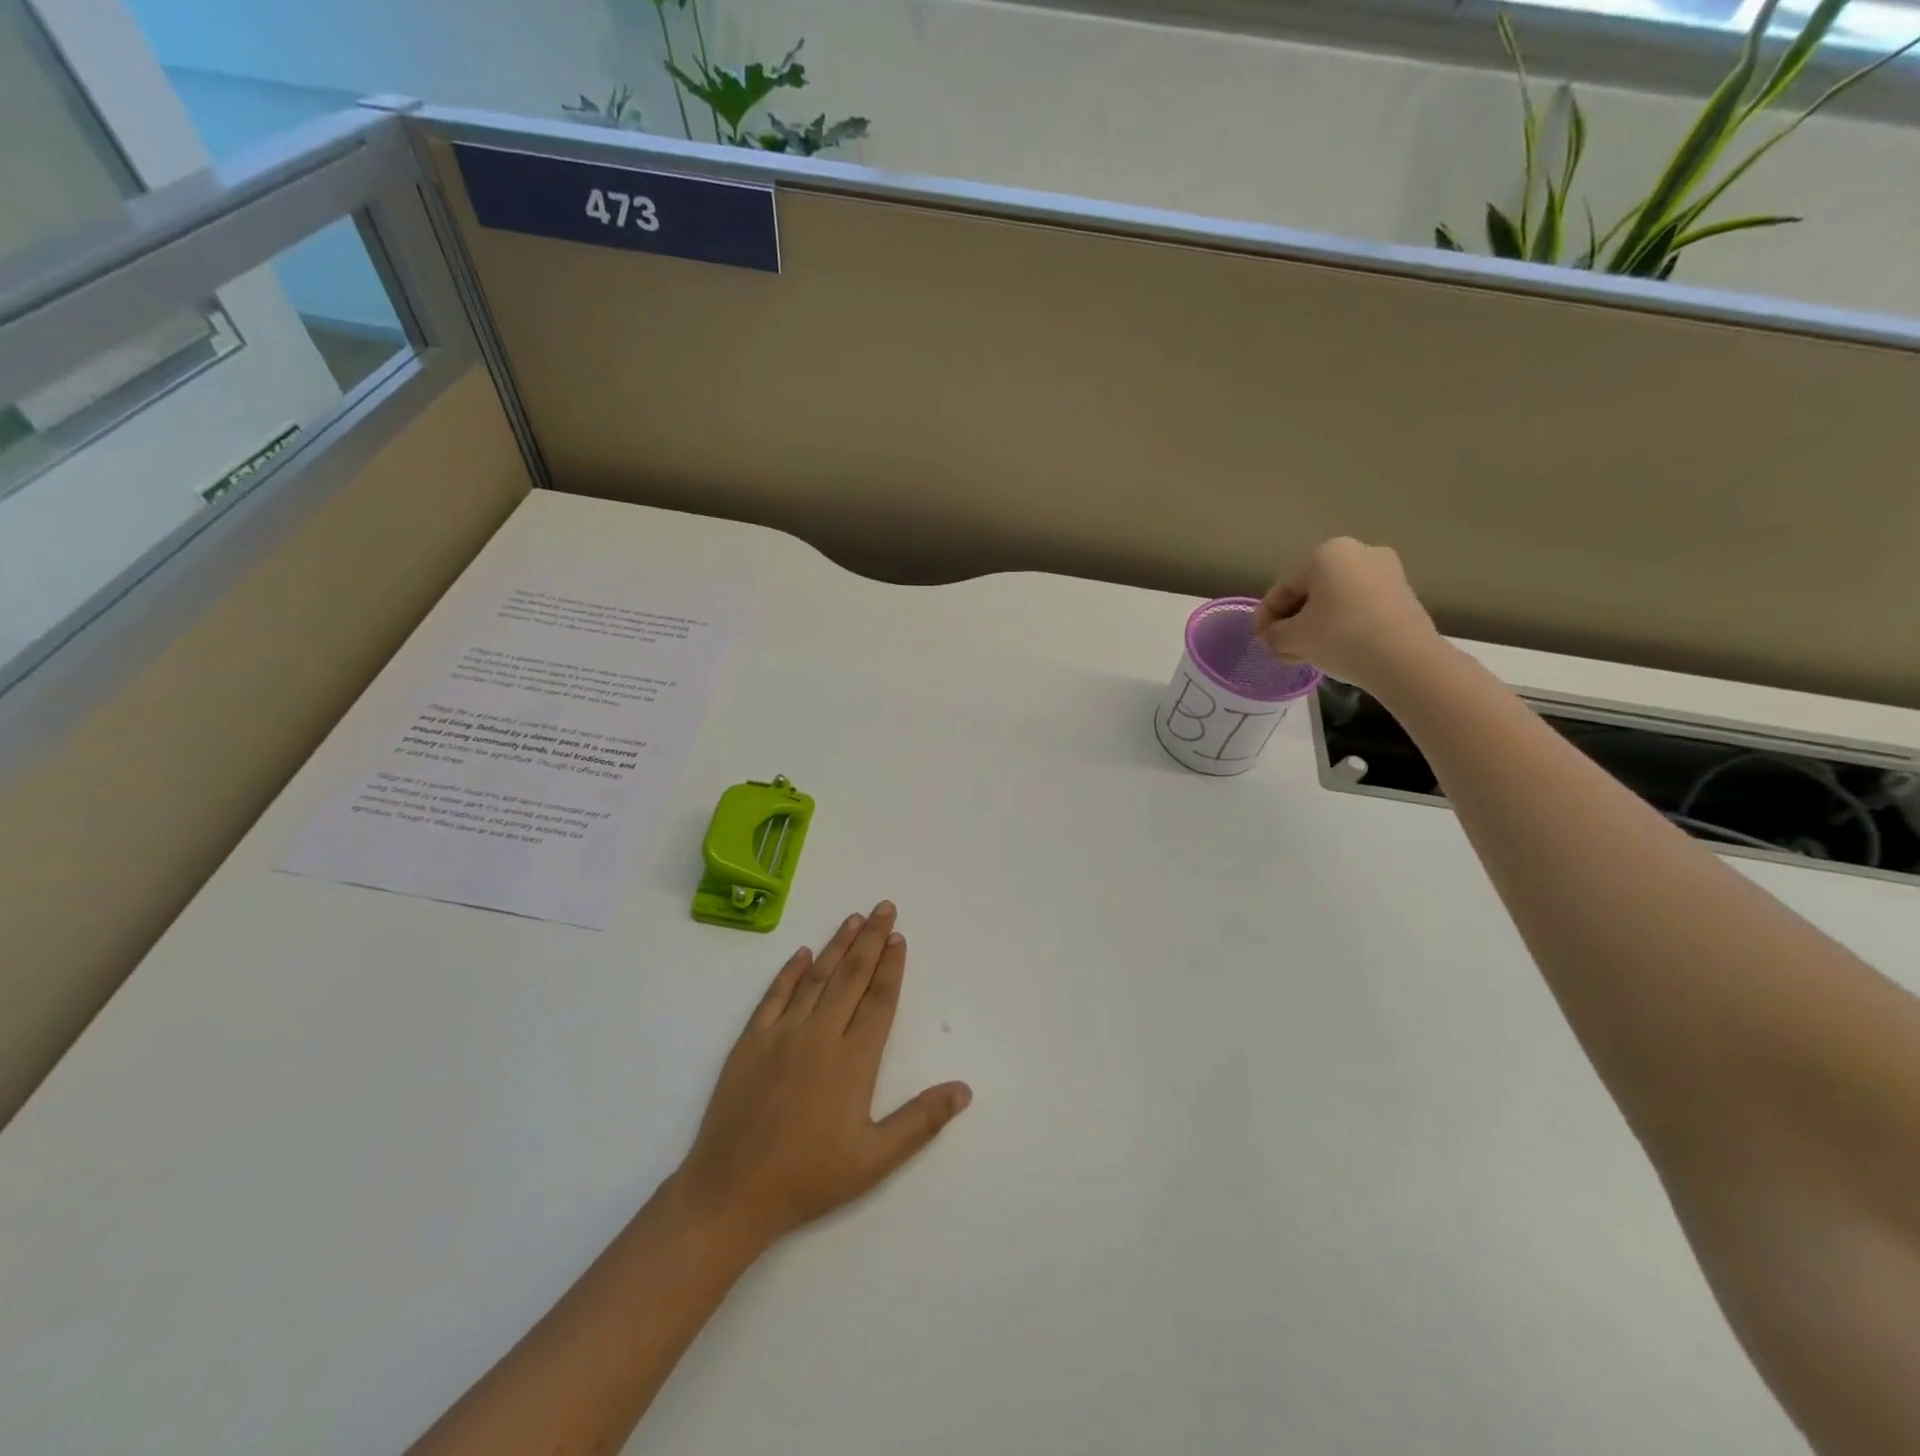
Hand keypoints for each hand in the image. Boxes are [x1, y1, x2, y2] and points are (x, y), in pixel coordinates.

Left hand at [674, 902, 971, 1252]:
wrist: (731, 1193)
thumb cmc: (809, 1178)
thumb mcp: (875, 1159)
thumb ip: (921, 1120)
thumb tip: (964, 1089)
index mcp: (853, 1060)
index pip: (879, 999)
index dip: (891, 966)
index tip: (899, 937)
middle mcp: (820, 1035)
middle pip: (851, 976)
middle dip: (870, 939)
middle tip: (883, 907)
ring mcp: (782, 1035)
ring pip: (816, 978)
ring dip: (837, 946)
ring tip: (853, 919)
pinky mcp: (750, 1042)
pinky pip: (774, 996)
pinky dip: (789, 971)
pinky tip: (802, 953)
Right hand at [1250, 537, 1440, 694]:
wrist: (1406, 660)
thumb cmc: (1341, 637)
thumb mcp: (1293, 639)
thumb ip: (1273, 635)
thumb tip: (1270, 637)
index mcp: (1327, 554)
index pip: (1284, 587)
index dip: (1265, 616)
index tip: (1258, 640)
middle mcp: (1358, 552)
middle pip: (1311, 591)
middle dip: (1292, 621)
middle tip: (1280, 648)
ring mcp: (1386, 571)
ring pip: (1335, 600)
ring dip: (1314, 625)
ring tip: (1303, 654)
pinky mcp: (1402, 594)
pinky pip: (1358, 606)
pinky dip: (1340, 625)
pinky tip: (1331, 649)